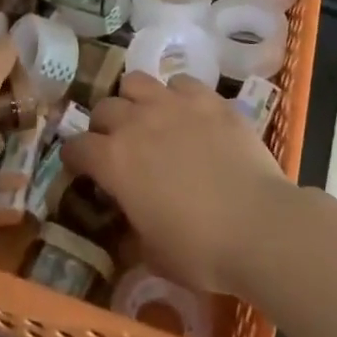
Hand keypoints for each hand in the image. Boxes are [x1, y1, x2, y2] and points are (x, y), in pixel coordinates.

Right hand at [64, 72, 293, 295]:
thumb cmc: (201, 250)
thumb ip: (130, 232)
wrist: (260, 226)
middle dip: (104, 126)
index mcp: (114, 160)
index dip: (75, 158)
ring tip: (148, 118)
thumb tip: (125, 230)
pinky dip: (176, 95)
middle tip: (118, 146)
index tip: (82, 169)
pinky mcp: (208, 98)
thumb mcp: (152, 254)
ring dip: (135, 99)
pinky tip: (187, 114)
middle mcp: (136, 122)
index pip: (76, 146)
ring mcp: (173, 103)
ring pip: (136, 82)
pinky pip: (180, 82)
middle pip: (104, 107)